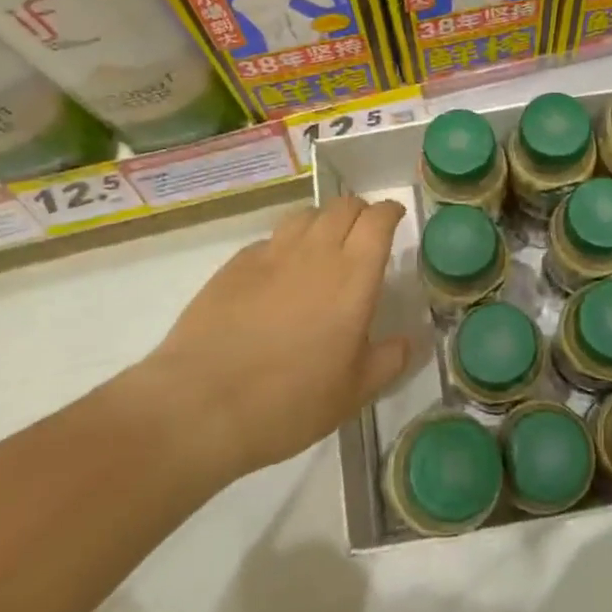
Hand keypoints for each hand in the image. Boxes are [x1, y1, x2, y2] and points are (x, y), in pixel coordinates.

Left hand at [147, 196, 409, 479]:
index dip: (390, 212)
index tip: (396, 218)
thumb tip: (409, 340)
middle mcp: (315, 252)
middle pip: (343, 206)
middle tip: (364, 235)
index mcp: (353, 276)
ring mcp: (272, 254)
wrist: (201, 404)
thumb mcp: (354, 393)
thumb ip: (389, 360)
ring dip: (323, 222)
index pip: (378, 220)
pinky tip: (280, 272)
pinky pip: (271, 239)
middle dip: (360, 212)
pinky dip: (286, 244)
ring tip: (324, 246)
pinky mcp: (235, 265)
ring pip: (306, 215)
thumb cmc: (290, 401)